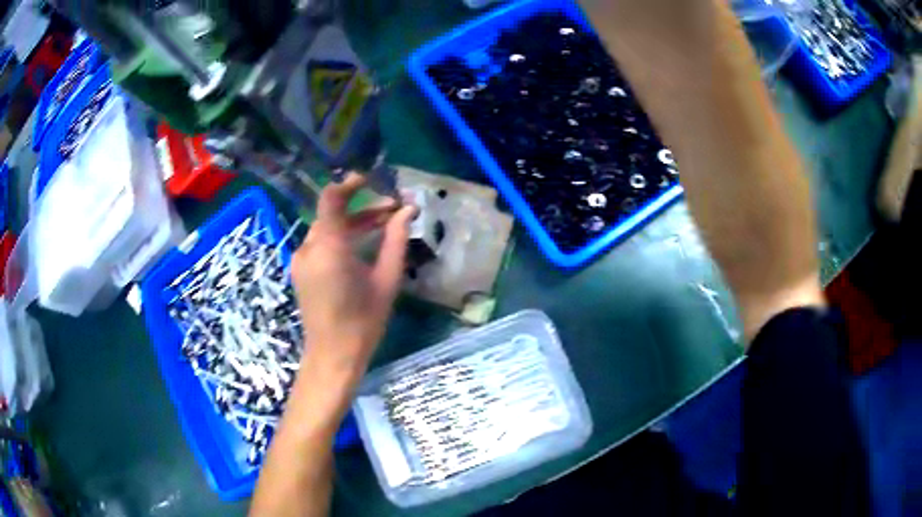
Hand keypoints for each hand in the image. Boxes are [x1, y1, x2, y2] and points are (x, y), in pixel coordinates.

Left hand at [291, 173, 415, 385]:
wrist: (333, 356)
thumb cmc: (363, 322)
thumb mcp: (386, 280)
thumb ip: (396, 241)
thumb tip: (408, 211)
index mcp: (328, 248)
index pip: (331, 199)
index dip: (349, 184)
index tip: (372, 180)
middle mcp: (308, 248)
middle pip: (332, 215)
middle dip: (363, 209)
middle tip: (394, 211)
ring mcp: (300, 260)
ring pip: (327, 229)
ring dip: (353, 224)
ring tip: (384, 226)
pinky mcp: (300, 270)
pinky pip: (320, 244)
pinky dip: (340, 239)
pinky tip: (362, 247)